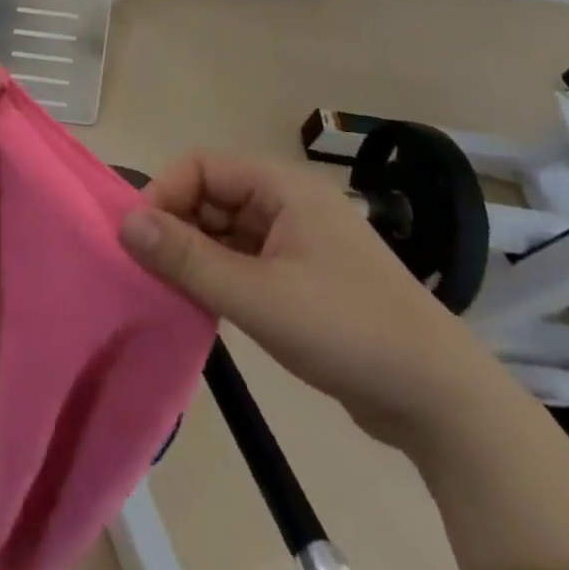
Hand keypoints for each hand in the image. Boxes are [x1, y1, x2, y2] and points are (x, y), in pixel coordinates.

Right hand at [119, 152, 510, 453]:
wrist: (443, 403)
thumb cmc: (347, 331)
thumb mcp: (258, 296)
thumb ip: (188, 258)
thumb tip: (125, 223)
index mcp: (282, 186)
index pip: (202, 166)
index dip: (165, 194)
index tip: (140, 240)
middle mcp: (288, 201)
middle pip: (212, 195)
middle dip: (178, 227)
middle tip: (152, 273)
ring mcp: (297, 239)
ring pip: (225, 229)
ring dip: (197, 254)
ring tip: (173, 292)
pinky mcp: (303, 275)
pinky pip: (244, 258)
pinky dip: (220, 275)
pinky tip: (204, 305)